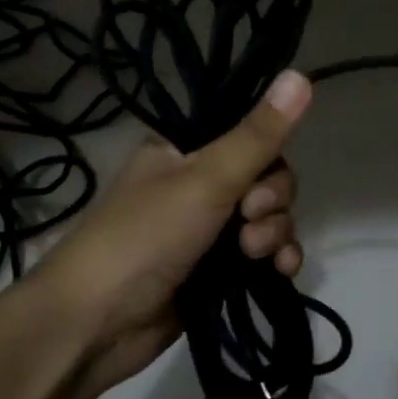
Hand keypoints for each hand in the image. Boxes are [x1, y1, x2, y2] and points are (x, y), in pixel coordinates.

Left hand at [32, 69, 312, 396]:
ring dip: (275, 235)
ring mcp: (209, 231)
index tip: (257, 185)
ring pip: (269, 219)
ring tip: (255, 257)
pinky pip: (264, 255)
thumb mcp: (205, 180)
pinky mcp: (218, 272)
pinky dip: (276, 261)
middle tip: (247, 224)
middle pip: (267, 179)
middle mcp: (199, 185)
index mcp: (185, 151)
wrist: (97, 325)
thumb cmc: (145, 238)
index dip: (268, 160)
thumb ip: (257, 136)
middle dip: (271, 204)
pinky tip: (281, 274)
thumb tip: (300, 74)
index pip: (250, 137)